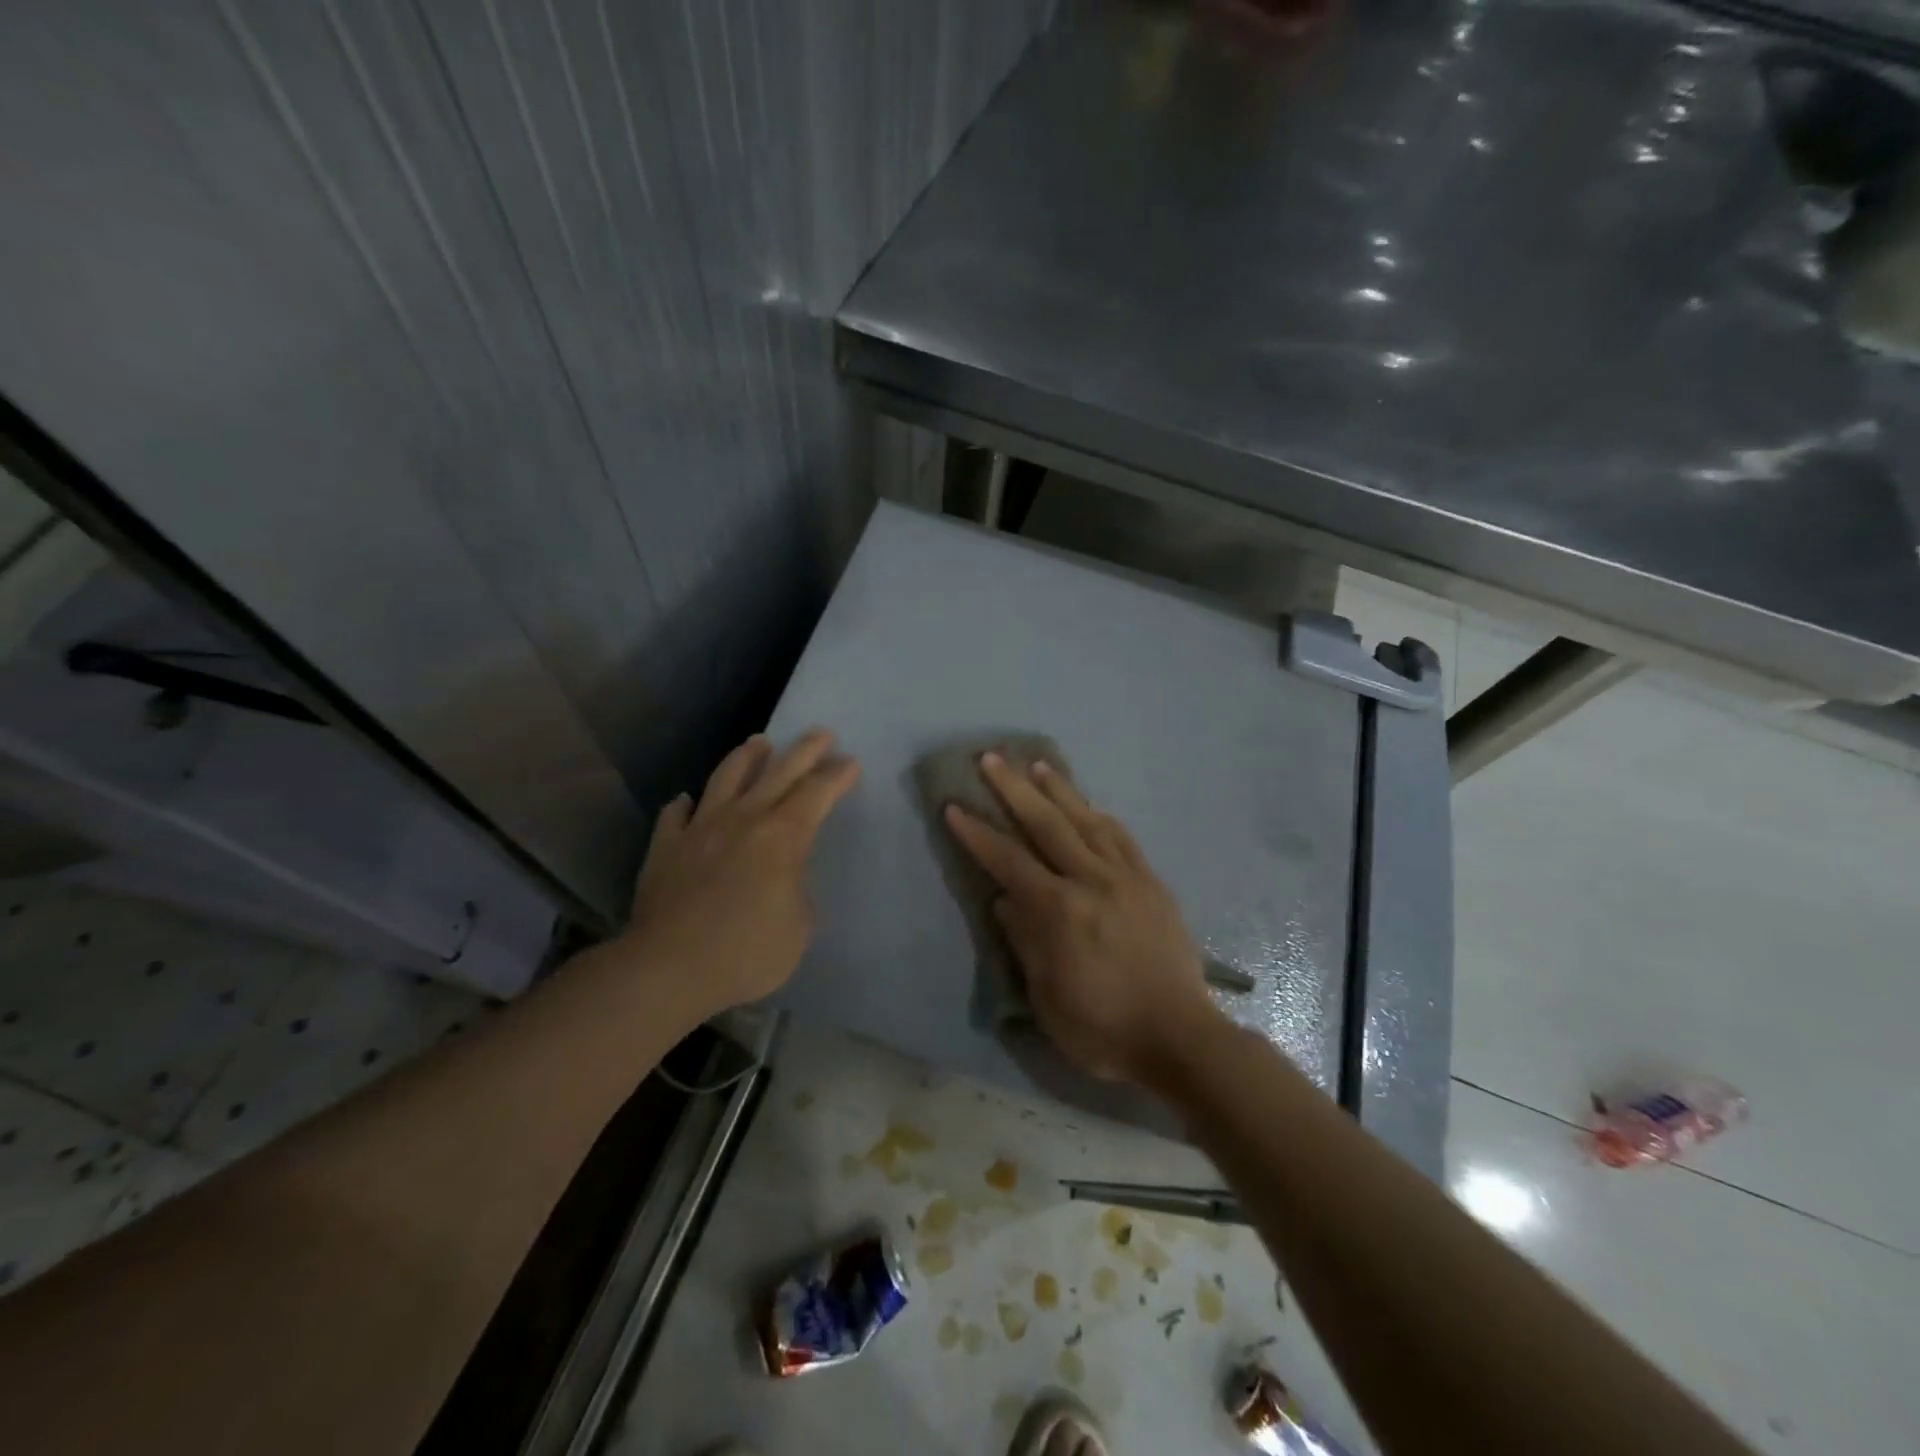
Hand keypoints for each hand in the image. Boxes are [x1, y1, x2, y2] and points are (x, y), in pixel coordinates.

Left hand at [624, 729, 858, 1014]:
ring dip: (746, 758)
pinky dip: (684, 806)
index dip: (837, 776)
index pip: (817, 793)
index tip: (850, 762)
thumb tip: (783, 880)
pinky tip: (686, 801)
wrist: (669, 968)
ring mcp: (700, 829)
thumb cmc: (746, 952)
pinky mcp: (666, 848)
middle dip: (804, 751)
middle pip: (778, 772)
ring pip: (726, 779)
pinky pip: (675, 816)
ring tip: (758, 742)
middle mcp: (743, 819)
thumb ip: (797, 893)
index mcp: (782, 836)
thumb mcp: (799, 929)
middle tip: (820, 733)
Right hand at [944, 752, 1219, 1083]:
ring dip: (1059, 790)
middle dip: (1014, 788)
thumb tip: (1006, 900)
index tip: (955, 806)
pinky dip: (1101, 817)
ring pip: (1087, 821)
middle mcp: (1092, 881)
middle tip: (992, 758)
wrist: (1180, 1038)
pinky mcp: (1152, 884)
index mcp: (1060, 911)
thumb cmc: (1103, 1028)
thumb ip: (1025, 940)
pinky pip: (1123, 839)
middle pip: (1047, 823)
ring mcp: (1127, 878)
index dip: (978, 833)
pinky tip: (1091, 806)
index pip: (1008, 861)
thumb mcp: (1048, 997)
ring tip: (1038, 765)